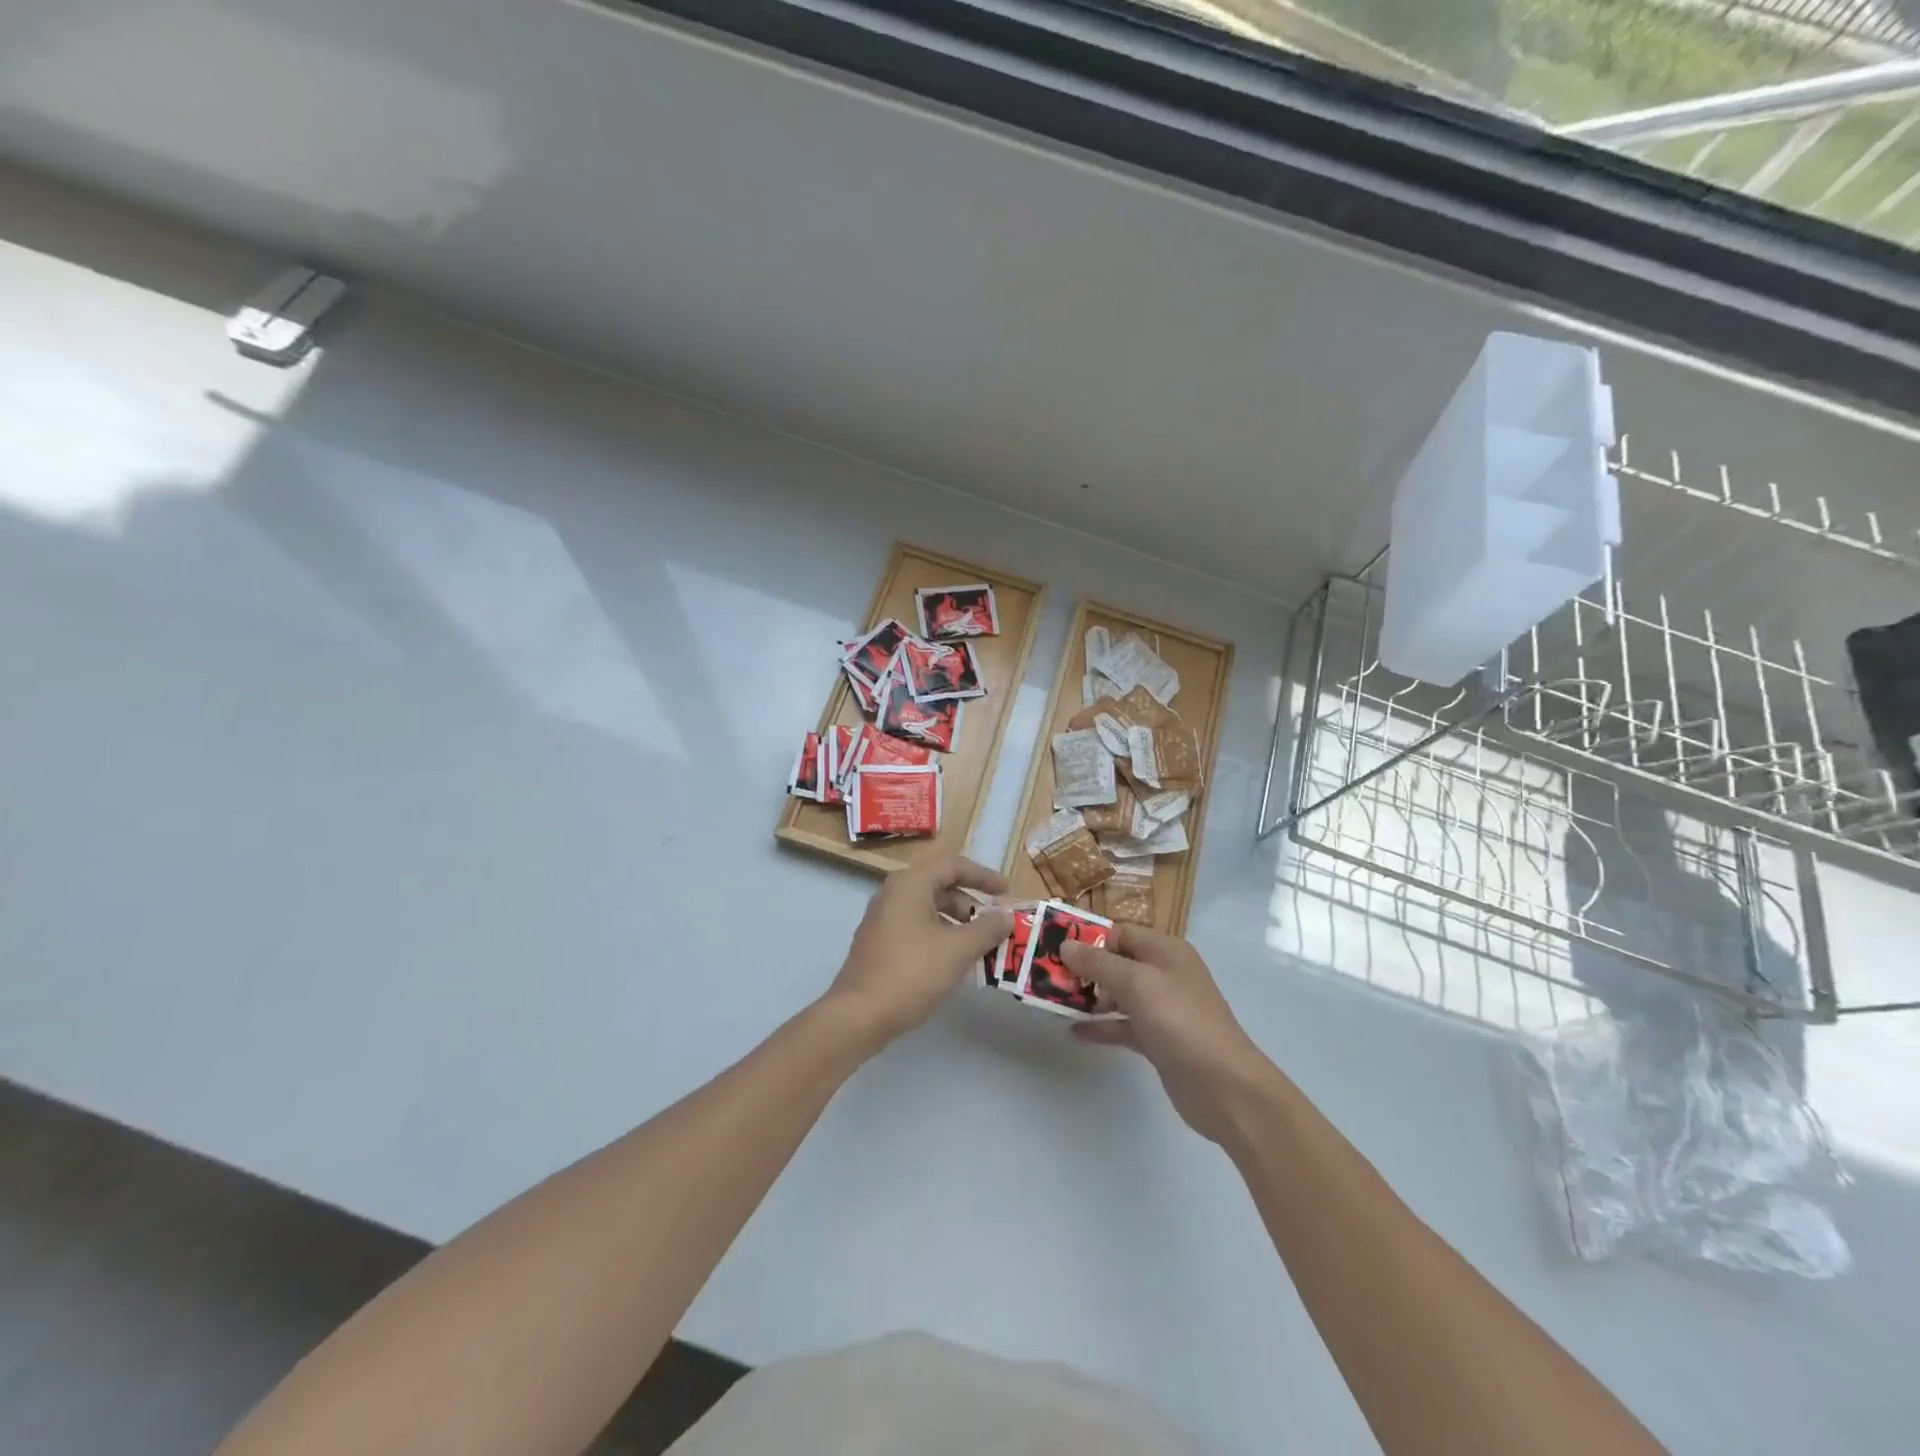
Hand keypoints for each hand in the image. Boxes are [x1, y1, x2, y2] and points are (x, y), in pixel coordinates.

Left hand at [826, 854, 1013, 1049]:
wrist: (858, 1015)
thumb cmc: (911, 973)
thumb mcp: (958, 950)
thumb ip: (986, 929)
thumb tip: (1006, 915)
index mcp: (910, 884)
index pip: (953, 865)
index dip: (983, 876)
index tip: (1007, 893)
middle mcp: (893, 893)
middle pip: (940, 885)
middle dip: (971, 903)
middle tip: (993, 925)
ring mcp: (883, 917)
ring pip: (928, 908)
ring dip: (956, 922)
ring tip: (978, 947)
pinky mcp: (879, 941)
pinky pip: (916, 926)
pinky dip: (939, 935)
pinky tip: (952, 962)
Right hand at [1062, 926, 1282, 1148]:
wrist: (1223, 1086)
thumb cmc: (1180, 1021)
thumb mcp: (1137, 984)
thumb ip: (1099, 963)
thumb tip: (1066, 945)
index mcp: (1165, 950)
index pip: (1120, 933)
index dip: (1089, 938)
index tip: (1054, 948)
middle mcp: (1164, 974)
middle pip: (1117, 962)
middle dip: (1084, 969)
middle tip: (1047, 977)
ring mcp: (1161, 1008)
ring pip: (1117, 994)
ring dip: (1088, 997)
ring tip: (1053, 1003)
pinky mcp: (1157, 1039)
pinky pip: (1122, 1025)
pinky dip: (1100, 1026)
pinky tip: (1074, 1032)